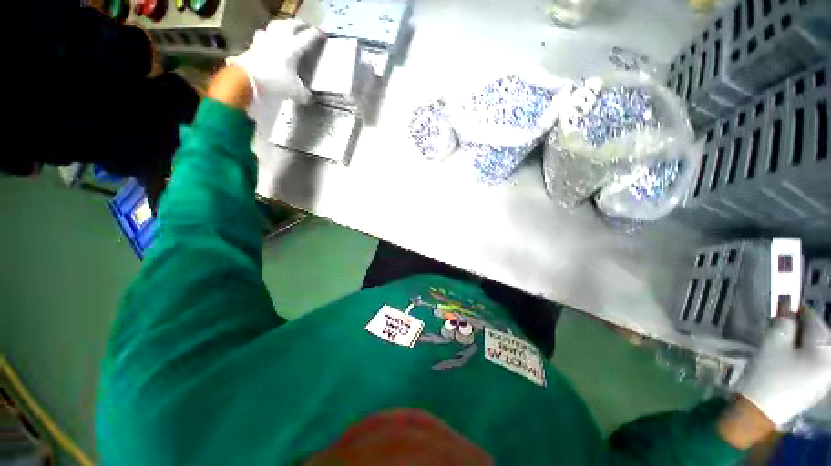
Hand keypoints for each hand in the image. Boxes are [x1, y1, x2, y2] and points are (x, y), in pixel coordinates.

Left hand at [227, 19, 323, 104]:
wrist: (248, 78)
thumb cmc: (276, 82)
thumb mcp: (296, 93)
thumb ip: (304, 94)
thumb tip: (308, 97)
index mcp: (294, 47)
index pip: (309, 37)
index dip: (317, 35)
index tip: (323, 34)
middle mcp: (281, 38)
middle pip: (292, 25)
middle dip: (300, 25)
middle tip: (305, 27)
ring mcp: (265, 39)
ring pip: (276, 25)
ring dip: (283, 25)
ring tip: (287, 28)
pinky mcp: (253, 44)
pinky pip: (263, 35)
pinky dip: (268, 35)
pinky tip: (268, 38)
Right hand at [736, 310, 830, 427]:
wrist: (759, 412)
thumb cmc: (767, 374)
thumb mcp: (772, 344)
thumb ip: (784, 324)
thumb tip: (789, 311)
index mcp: (825, 352)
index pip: (814, 320)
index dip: (797, 311)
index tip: (784, 304)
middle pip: (818, 336)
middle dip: (800, 329)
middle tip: (781, 325)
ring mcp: (825, 379)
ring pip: (815, 350)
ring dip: (800, 342)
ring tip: (782, 343)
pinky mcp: (816, 387)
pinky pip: (813, 363)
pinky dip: (801, 356)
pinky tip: (787, 359)